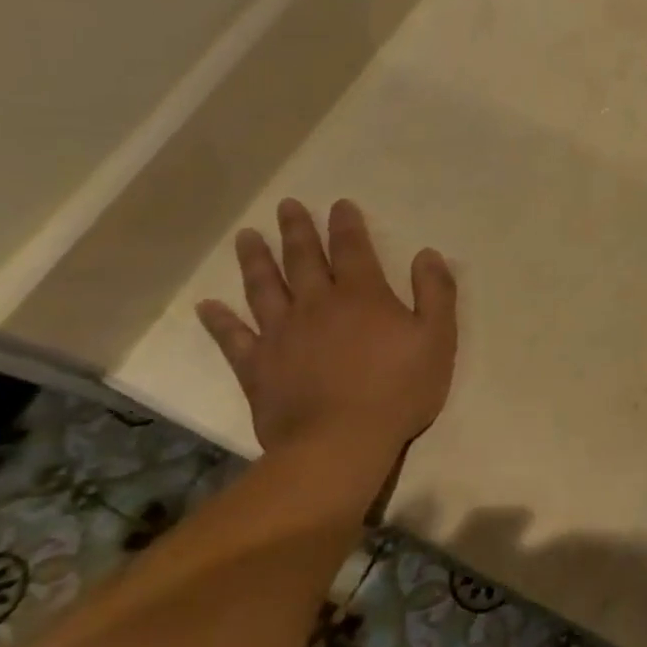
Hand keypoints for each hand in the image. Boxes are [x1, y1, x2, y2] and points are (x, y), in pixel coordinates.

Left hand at [196, 199, 456, 458]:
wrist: (340, 443)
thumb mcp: (438, 339)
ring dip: (256, 260)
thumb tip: (428, 254)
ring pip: (264, 288)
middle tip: (287, 206)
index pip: (353, 250)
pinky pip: (233, 338)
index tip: (339, 204)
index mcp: (363, 296)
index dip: (347, 225)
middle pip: (304, 259)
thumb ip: (435, 293)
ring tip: (246, 237)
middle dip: (297, 231)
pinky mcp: (258, 367)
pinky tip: (208, 306)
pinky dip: (219, 321)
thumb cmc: (398, 390)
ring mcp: (281, 334)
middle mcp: (317, 305)